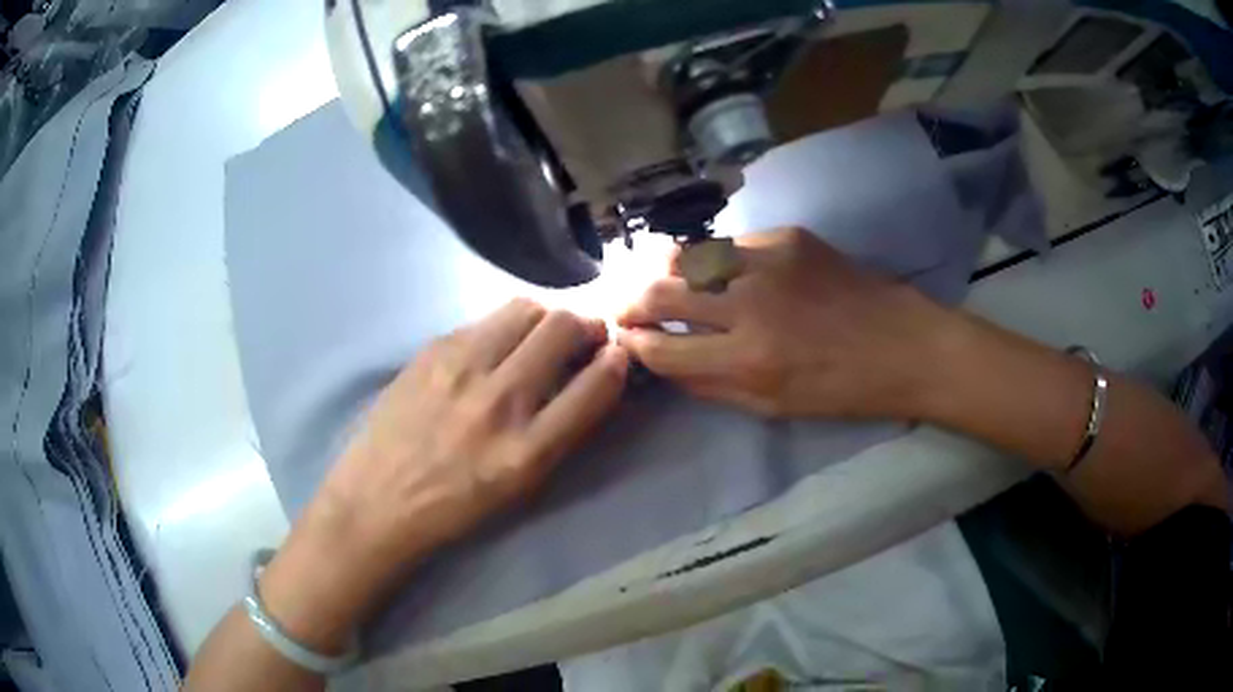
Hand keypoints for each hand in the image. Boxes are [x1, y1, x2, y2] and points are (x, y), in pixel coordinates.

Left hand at [259, 299, 628, 649]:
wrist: (379, 500)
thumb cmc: (455, 506)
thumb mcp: (521, 486)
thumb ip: (560, 430)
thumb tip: (590, 378)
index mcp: (527, 451)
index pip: (596, 385)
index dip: (617, 361)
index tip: (618, 354)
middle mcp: (499, 401)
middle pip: (563, 327)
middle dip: (587, 324)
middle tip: (584, 336)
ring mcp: (460, 368)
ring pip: (525, 308)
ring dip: (547, 316)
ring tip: (543, 335)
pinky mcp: (432, 350)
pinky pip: (484, 319)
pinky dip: (506, 325)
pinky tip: (498, 345)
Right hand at [618, 228, 953, 419]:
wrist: (904, 344)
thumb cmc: (843, 389)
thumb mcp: (774, 408)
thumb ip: (712, 387)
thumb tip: (666, 365)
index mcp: (747, 361)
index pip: (662, 350)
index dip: (635, 345)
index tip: (627, 340)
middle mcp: (750, 306)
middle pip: (661, 293)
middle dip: (631, 302)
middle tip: (625, 306)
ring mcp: (769, 262)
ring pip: (688, 256)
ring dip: (664, 272)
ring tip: (658, 280)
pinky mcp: (789, 236)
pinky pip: (731, 245)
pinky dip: (715, 260)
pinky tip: (720, 270)